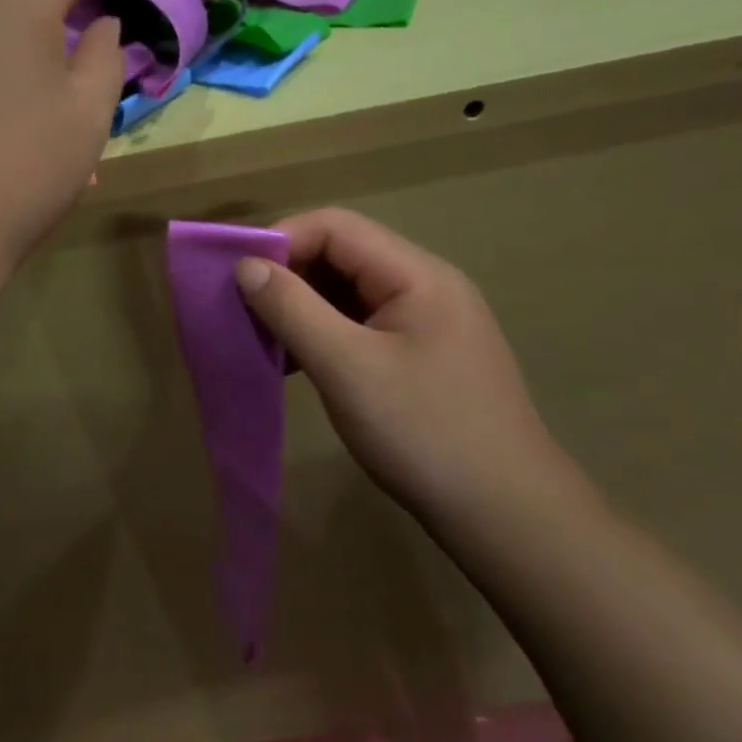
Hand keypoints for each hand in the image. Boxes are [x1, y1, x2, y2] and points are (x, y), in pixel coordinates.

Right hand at [236, 209, 587, 519]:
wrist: (506, 515)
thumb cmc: (424, 432)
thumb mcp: (347, 367)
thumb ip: (293, 309)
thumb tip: (246, 265)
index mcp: (417, 275)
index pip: (336, 227)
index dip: (281, 240)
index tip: (236, 276)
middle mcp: (425, 286)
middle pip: (342, 255)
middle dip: (288, 276)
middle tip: (243, 311)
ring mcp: (426, 323)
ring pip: (347, 293)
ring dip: (301, 308)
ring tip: (263, 340)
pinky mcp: (420, 357)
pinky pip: (359, 327)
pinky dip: (322, 336)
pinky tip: (295, 365)